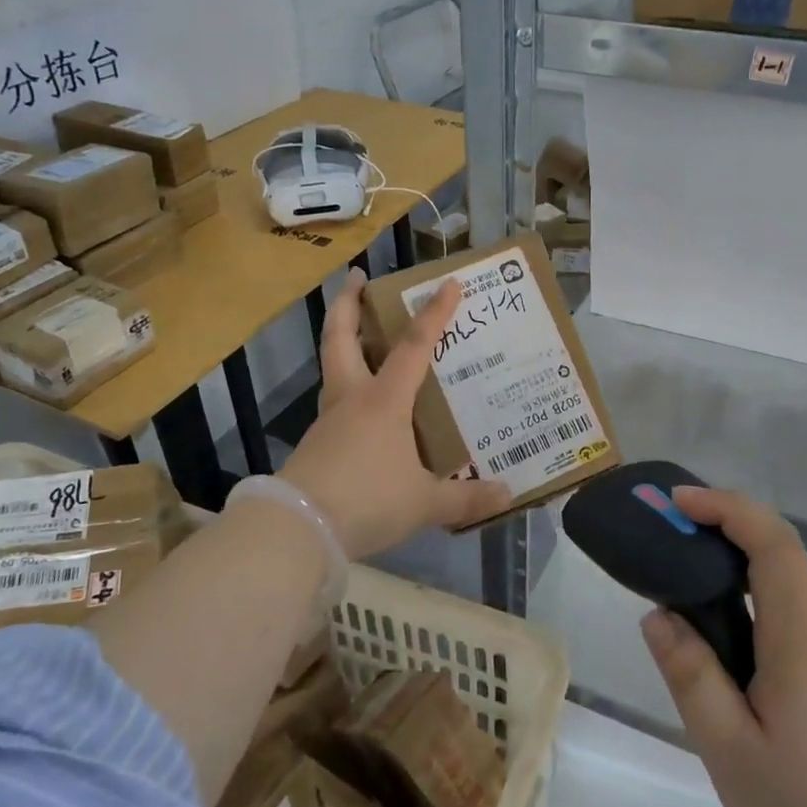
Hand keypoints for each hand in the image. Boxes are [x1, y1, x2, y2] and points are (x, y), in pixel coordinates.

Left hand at [278, 269, 509, 559]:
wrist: (298, 529)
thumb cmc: (367, 500)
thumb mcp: (424, 503)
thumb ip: (465, 498)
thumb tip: (508, 496)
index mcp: (383, 401)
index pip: (413, 346)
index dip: (433, 314)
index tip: (448, 283)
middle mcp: (352, 399)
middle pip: (341, 337)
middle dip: (347, 302)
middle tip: (355, 276)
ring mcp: (328, 420)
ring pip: (333, 366)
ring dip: (343, 341)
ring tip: (362, 334)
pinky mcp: (315, 444)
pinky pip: (335, 403)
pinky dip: (347, 388)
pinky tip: (363, 406)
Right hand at [640, 488, 806, 806]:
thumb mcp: (732, 752)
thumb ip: (692, 676)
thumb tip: (659, 615)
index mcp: (801, 640)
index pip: (772, 542)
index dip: (726, 507)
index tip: (678, 503)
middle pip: (779, 560)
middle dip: (723, 534)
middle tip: (668, 546)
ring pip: (785, 599)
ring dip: (735, 580)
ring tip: (683, 608)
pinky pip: (793, 634)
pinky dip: (753, 619)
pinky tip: (729, 671)